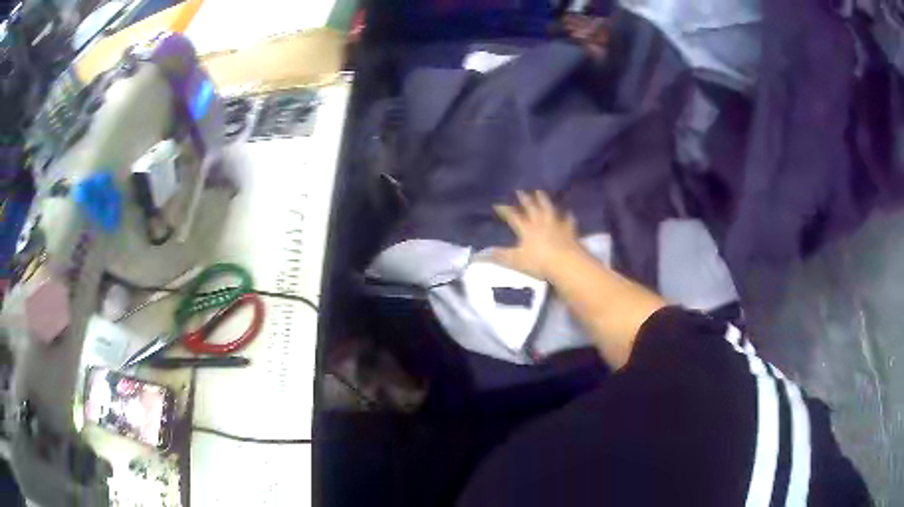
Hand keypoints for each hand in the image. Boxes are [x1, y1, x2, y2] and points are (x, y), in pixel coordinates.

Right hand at [492, 190, 581, 279]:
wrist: (566, 263)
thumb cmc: (539, 262)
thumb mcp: (515, 261)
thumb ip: (499, 256)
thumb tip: (479, 254)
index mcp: (526, 228)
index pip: (513, 216)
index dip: (505, 209)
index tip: (497, 203)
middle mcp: (540, 222)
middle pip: (531, 207)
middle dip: (524, 198)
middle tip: (520, 190)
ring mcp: (556, 224)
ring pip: (549, 209)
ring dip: (544, 200)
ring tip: (540, 191)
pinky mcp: (569, 230)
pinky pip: (568, 221)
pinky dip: (568, 217)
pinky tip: (569, 213)